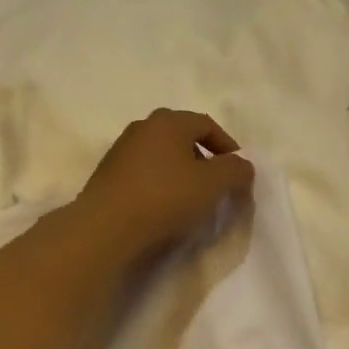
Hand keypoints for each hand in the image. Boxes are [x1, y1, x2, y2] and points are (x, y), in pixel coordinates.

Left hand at [74, 109, 253, 257]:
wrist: (106, 227)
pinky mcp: (107, 176)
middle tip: (214, 184)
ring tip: (189, 199)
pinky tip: (162, 208)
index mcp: (168, 121)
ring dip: (179, 173)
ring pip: (161, 156)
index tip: (237, 171)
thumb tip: (242, 165)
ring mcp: (120, 151)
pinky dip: (159, 185)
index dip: (227, 146)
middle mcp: (142, 128)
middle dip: (203, 158)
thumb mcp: (212, 184)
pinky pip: (143, 174)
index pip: (206, 124)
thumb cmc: (165, 198)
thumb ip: (234, 170)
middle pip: (181, 137)